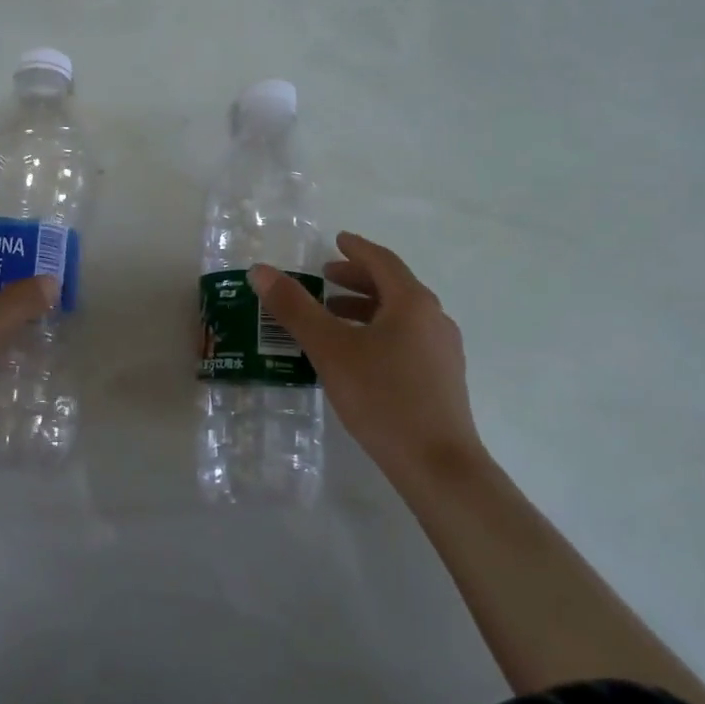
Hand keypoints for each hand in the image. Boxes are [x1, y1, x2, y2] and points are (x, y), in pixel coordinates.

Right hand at [250, 232, 487, 482]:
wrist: (436, 463)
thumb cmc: (382, 397)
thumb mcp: (330, 349)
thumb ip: (295, 309)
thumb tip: (261, 271)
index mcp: (412, 303)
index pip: (382, 262)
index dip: (356, 249)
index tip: (337, 241)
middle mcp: (434, 319)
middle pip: (393, 287)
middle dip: (357, 280)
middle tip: (325, 278)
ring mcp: (443, 350)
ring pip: (400, 316)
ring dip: (366, 308)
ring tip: (333, 316)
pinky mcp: (442, 379)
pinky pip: (406, 339)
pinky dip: (379, 332)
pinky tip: (357, 356)